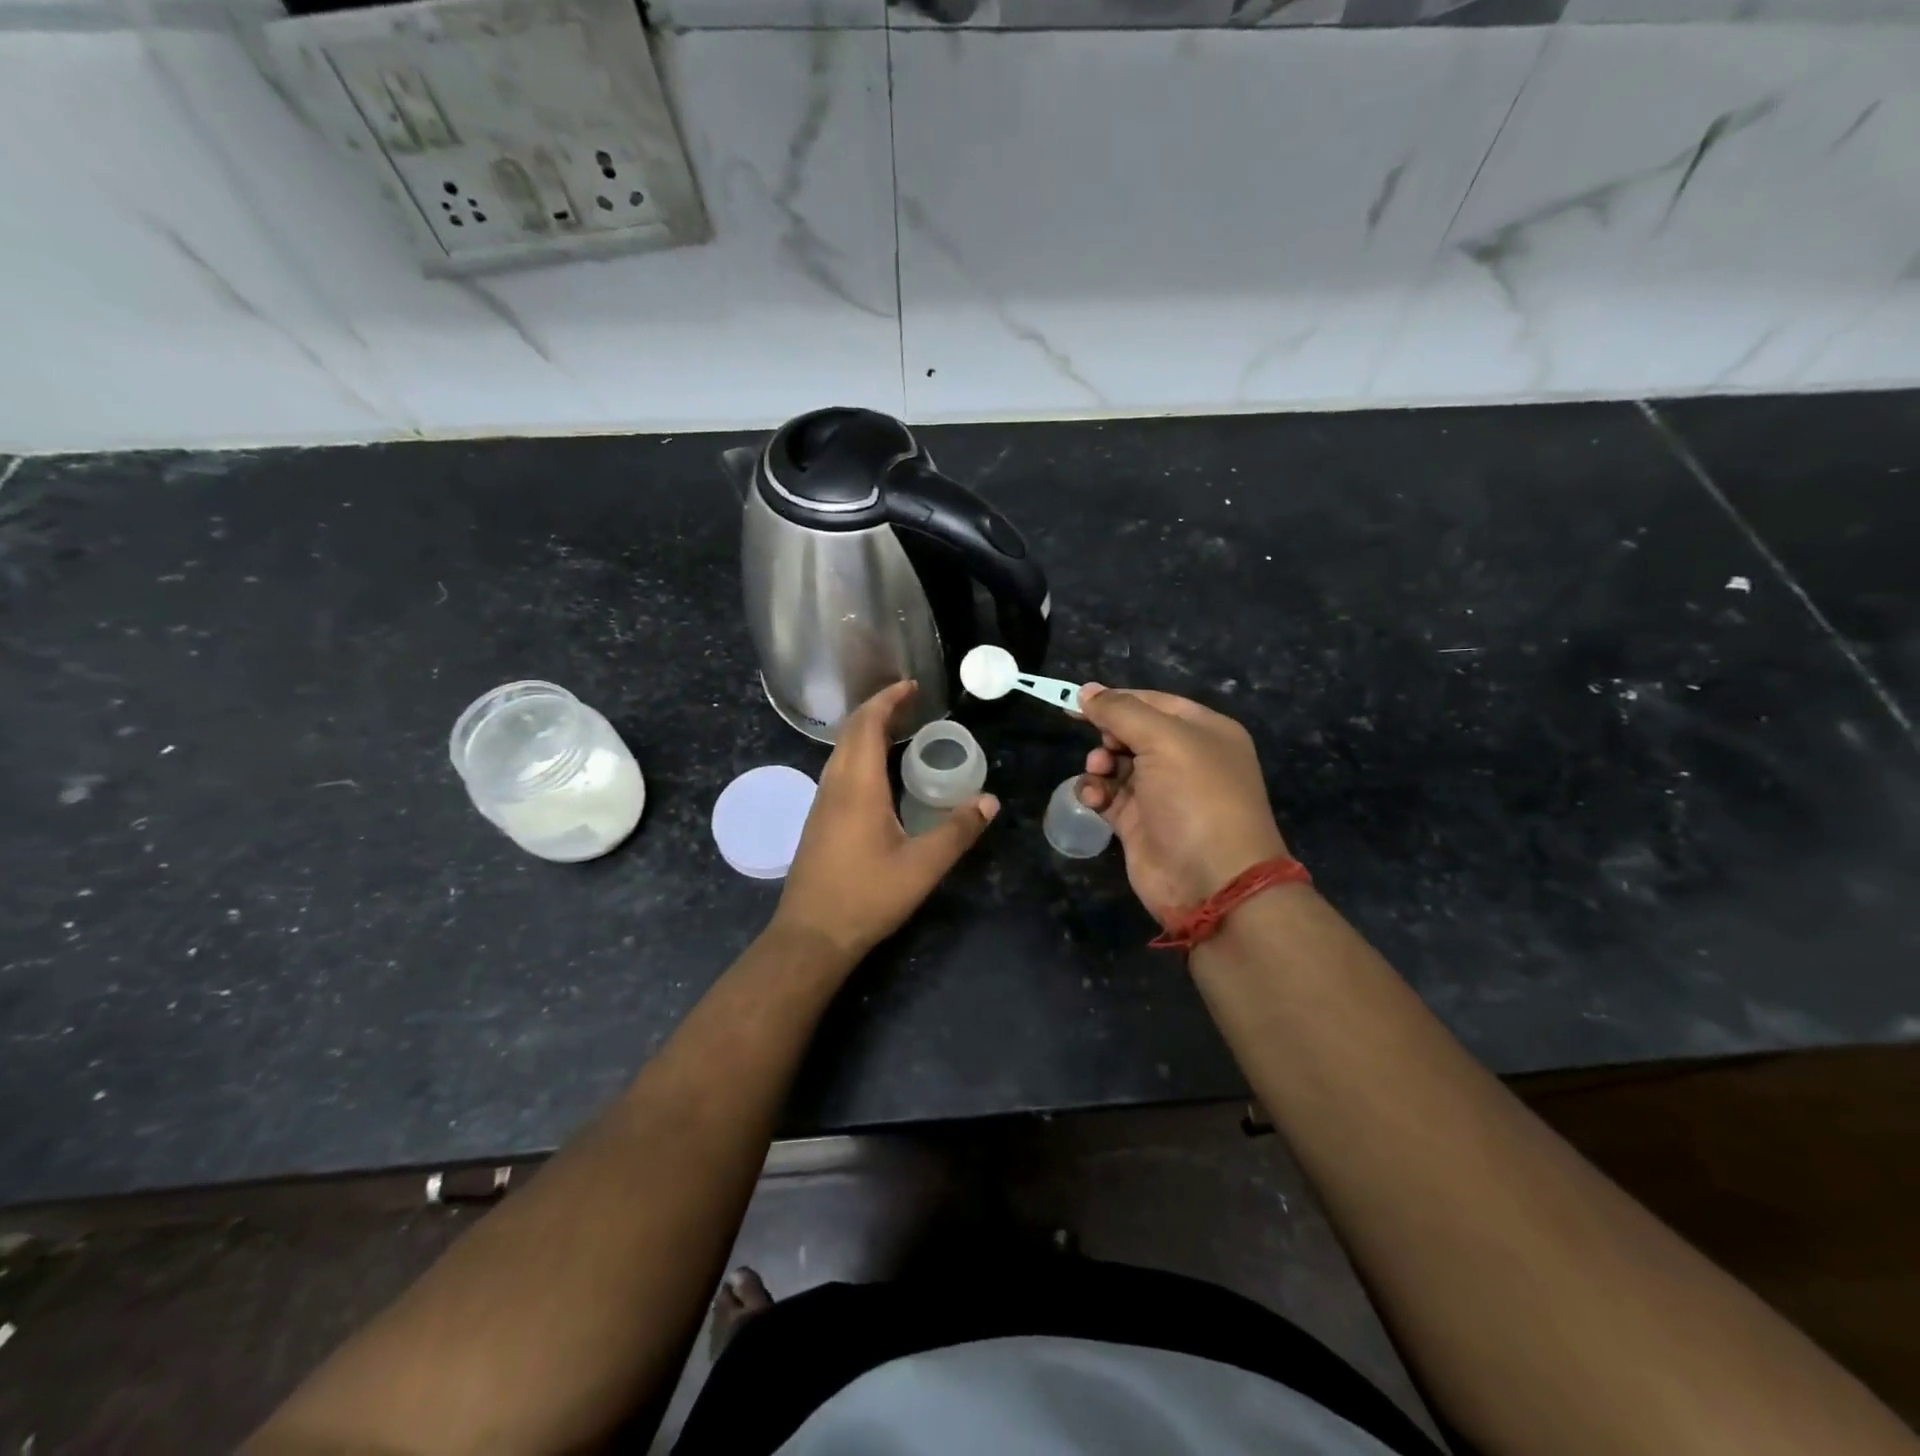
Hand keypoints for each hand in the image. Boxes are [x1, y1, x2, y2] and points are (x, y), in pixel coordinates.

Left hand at [771, 681, 998, 962]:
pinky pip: (838, 770)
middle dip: (878, 709)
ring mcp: (822, 804)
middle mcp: (834, 786)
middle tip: (910, 702)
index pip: (867, 725)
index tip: (911, 685)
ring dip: (865, 731)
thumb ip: (957, 832)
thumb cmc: (866, 897)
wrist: (811, 935)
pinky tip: (877, 773)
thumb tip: (990, 801)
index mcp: (857, 786)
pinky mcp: (819, 821)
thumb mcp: (922, 867)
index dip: (887, 700)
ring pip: (840, 751)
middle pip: (850, 732)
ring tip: (898, 729)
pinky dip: (858, 753)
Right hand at [1076, 685, 1289, 924]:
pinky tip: (1091, 798)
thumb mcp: (1164, 740)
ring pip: (1116, 764)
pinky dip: (1095, 793)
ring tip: (1097, 773)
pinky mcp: (1139, 824)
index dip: (1117, 699)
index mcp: (1204, 731)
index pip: (1154, 701)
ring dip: (1099, 764)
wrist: (1212, 881)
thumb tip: (1086, 690)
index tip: (1078, 701)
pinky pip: (1108, 796)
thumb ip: (1121, 711)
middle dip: (1108, 735)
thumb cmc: (1196, 797)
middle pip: (1132, 732)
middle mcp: (1185, 759)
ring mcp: (1161, 793)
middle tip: (1103, 747)